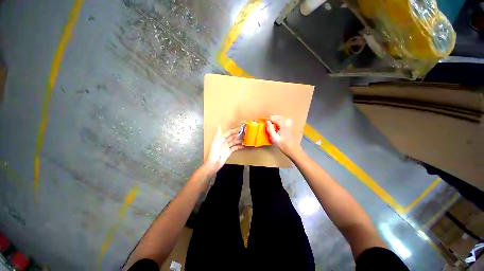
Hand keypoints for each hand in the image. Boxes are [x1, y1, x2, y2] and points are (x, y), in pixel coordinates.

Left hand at [203, 126, 243, 174]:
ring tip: (245, 138)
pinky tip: (243, 145)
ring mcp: (227, 147)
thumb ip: (218, 134)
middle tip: (244, 133)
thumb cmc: (214, 152)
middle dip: (238, 135)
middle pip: (232, 137)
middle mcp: (224, 142)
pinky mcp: (229, 152)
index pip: (229, 133)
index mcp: (221, 139)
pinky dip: (239, 146)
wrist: (214, 162)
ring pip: (234, 142)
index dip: (234, 130)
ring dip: (239, 140)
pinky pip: (235, 148)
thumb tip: (219, 127)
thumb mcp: (215, 141)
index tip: (240, 128)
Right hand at [266, 115, 299, 156]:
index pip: (272, 117)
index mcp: (284, 123)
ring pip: (277, 118)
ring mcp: (289, 121)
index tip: (267, 127)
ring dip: (274, 123)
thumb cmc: (282, 144)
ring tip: (274, 130)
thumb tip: (266, 121)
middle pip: (275, 116)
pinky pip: (280, 120)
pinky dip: (277, 123)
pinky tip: (277, 129)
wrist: (292, 148)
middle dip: (271, 122)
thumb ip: (270, 128)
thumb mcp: (274, 138)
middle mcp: (287, 120)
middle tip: (270, 129)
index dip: (268, 122)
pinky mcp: (289, 122)